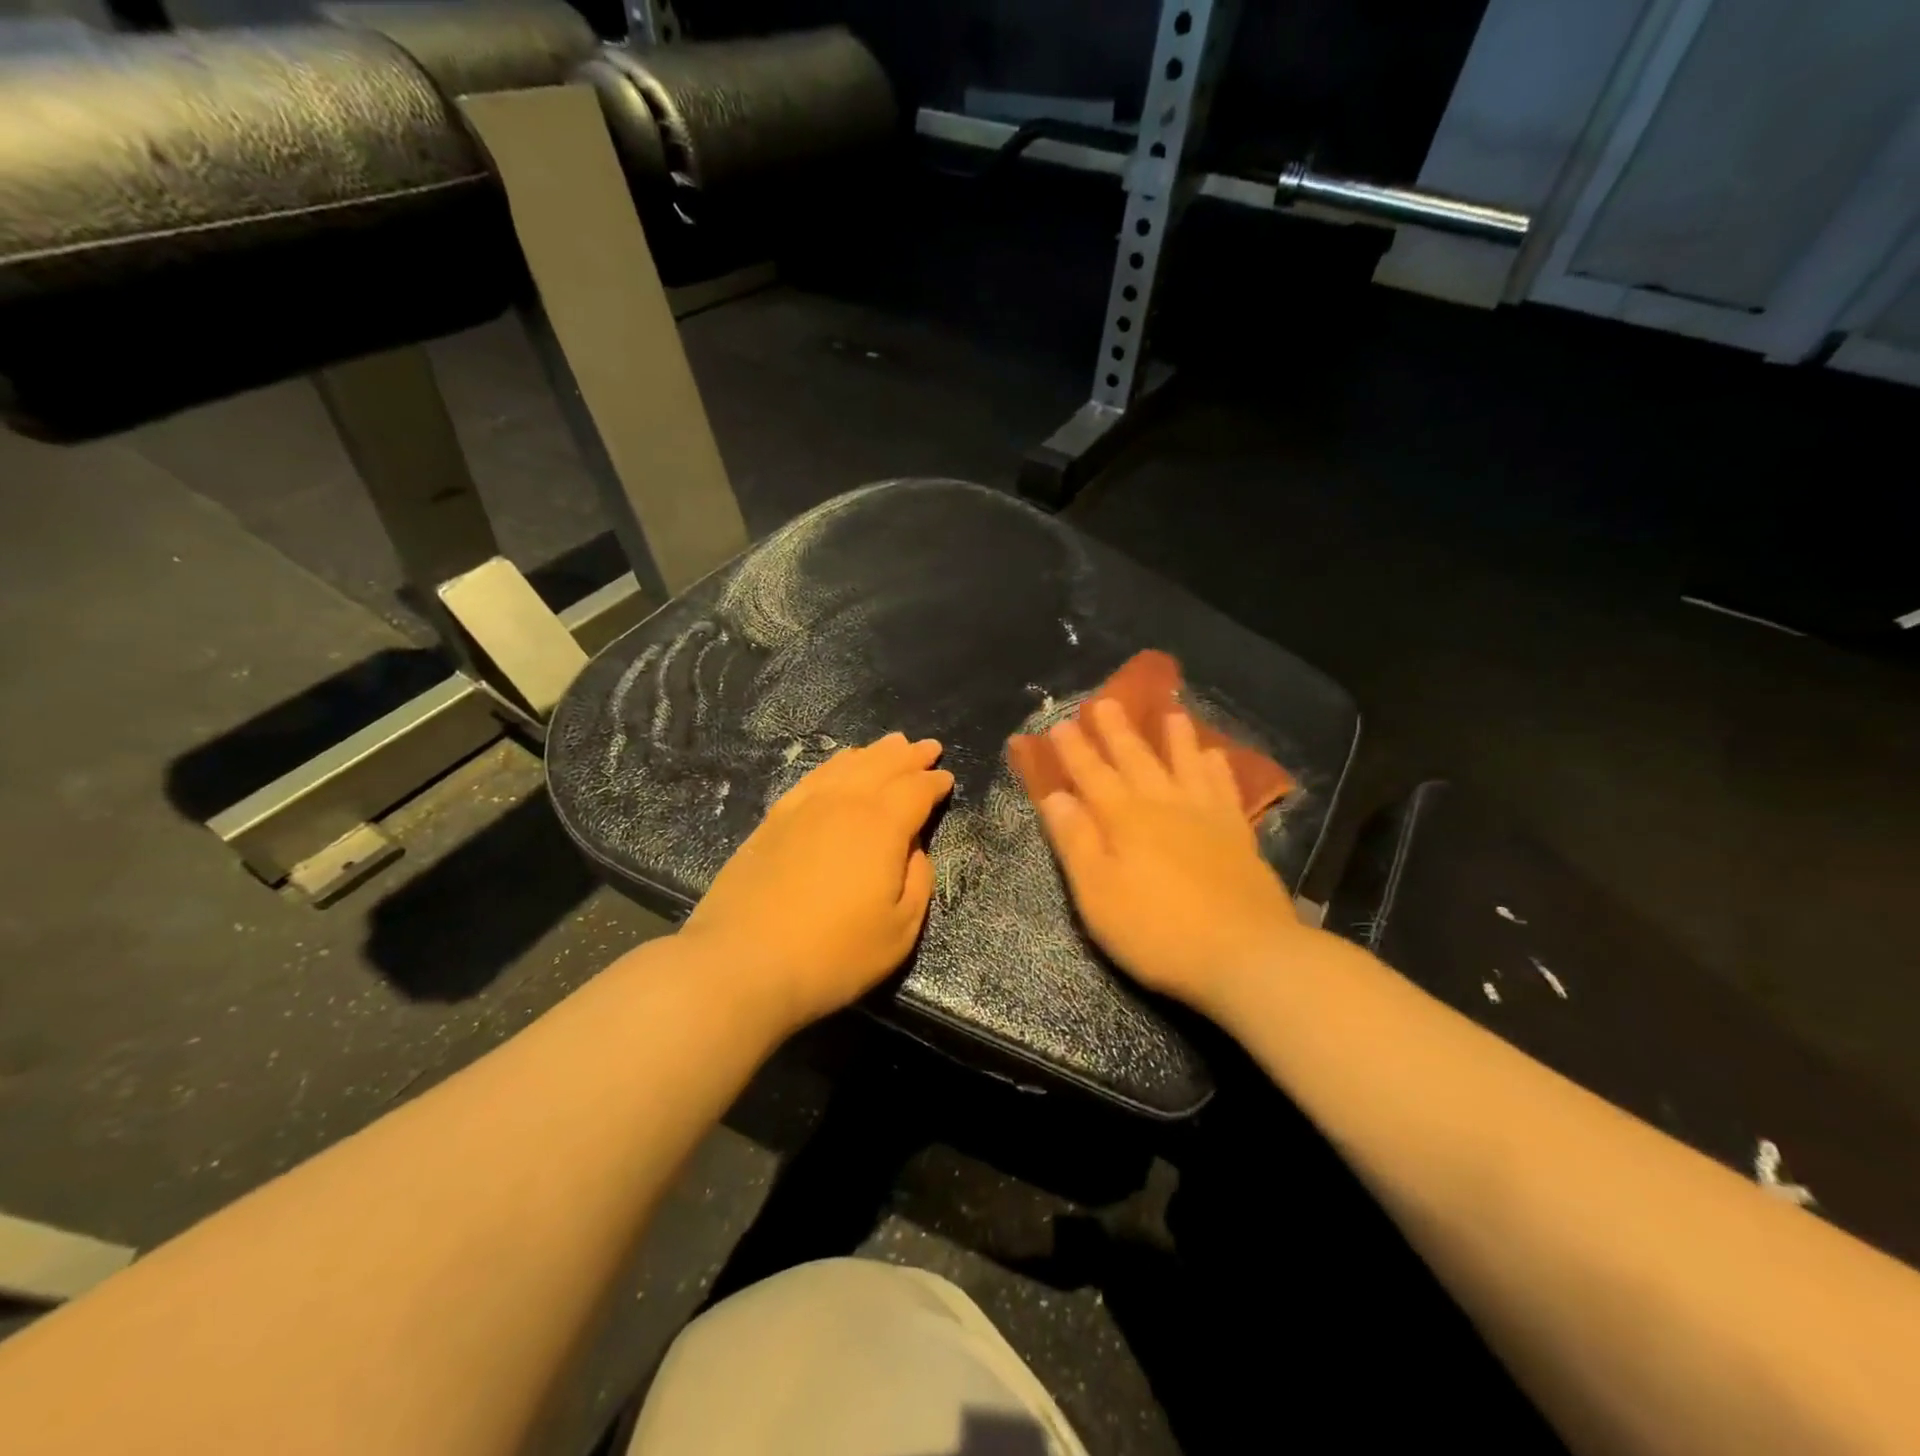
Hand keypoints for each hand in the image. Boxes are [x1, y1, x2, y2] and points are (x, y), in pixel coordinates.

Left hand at [680, 733, 952, 1034]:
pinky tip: (839, 765)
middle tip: (928, 747)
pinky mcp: (773, 820)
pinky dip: (834, 764)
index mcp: (882, 825)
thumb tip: (915, 848)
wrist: (743, 963)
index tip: (946, 778)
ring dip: (874, 753)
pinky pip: (813, 777)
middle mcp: (844, 803)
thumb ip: (918, 880)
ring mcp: (804, 807)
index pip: (916, 791)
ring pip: (846, 765)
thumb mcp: (900, 929)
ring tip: (891, 744)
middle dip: (909, 756)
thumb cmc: (834, 953)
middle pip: (883, 767)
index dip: (934, 783)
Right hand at [1035, 700, 1303, 1016]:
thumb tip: (1055, 796)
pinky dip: (1217, 768)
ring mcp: (1206, 817)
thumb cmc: (1157, 930)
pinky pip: (1224, 788)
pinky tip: (1216, 756)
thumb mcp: (1097, 893)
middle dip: (1117, 731)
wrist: (1245, 954)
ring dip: (1174, 737)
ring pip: (1185, 764)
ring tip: (1170, 711)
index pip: (1091, 775)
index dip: (1074, 750)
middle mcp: (1164, 805)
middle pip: (1136, 759)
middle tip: (1105, 701)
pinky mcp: (1238, 835)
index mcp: (1125, 819)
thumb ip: (1075, 841)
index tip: (1060, 724)